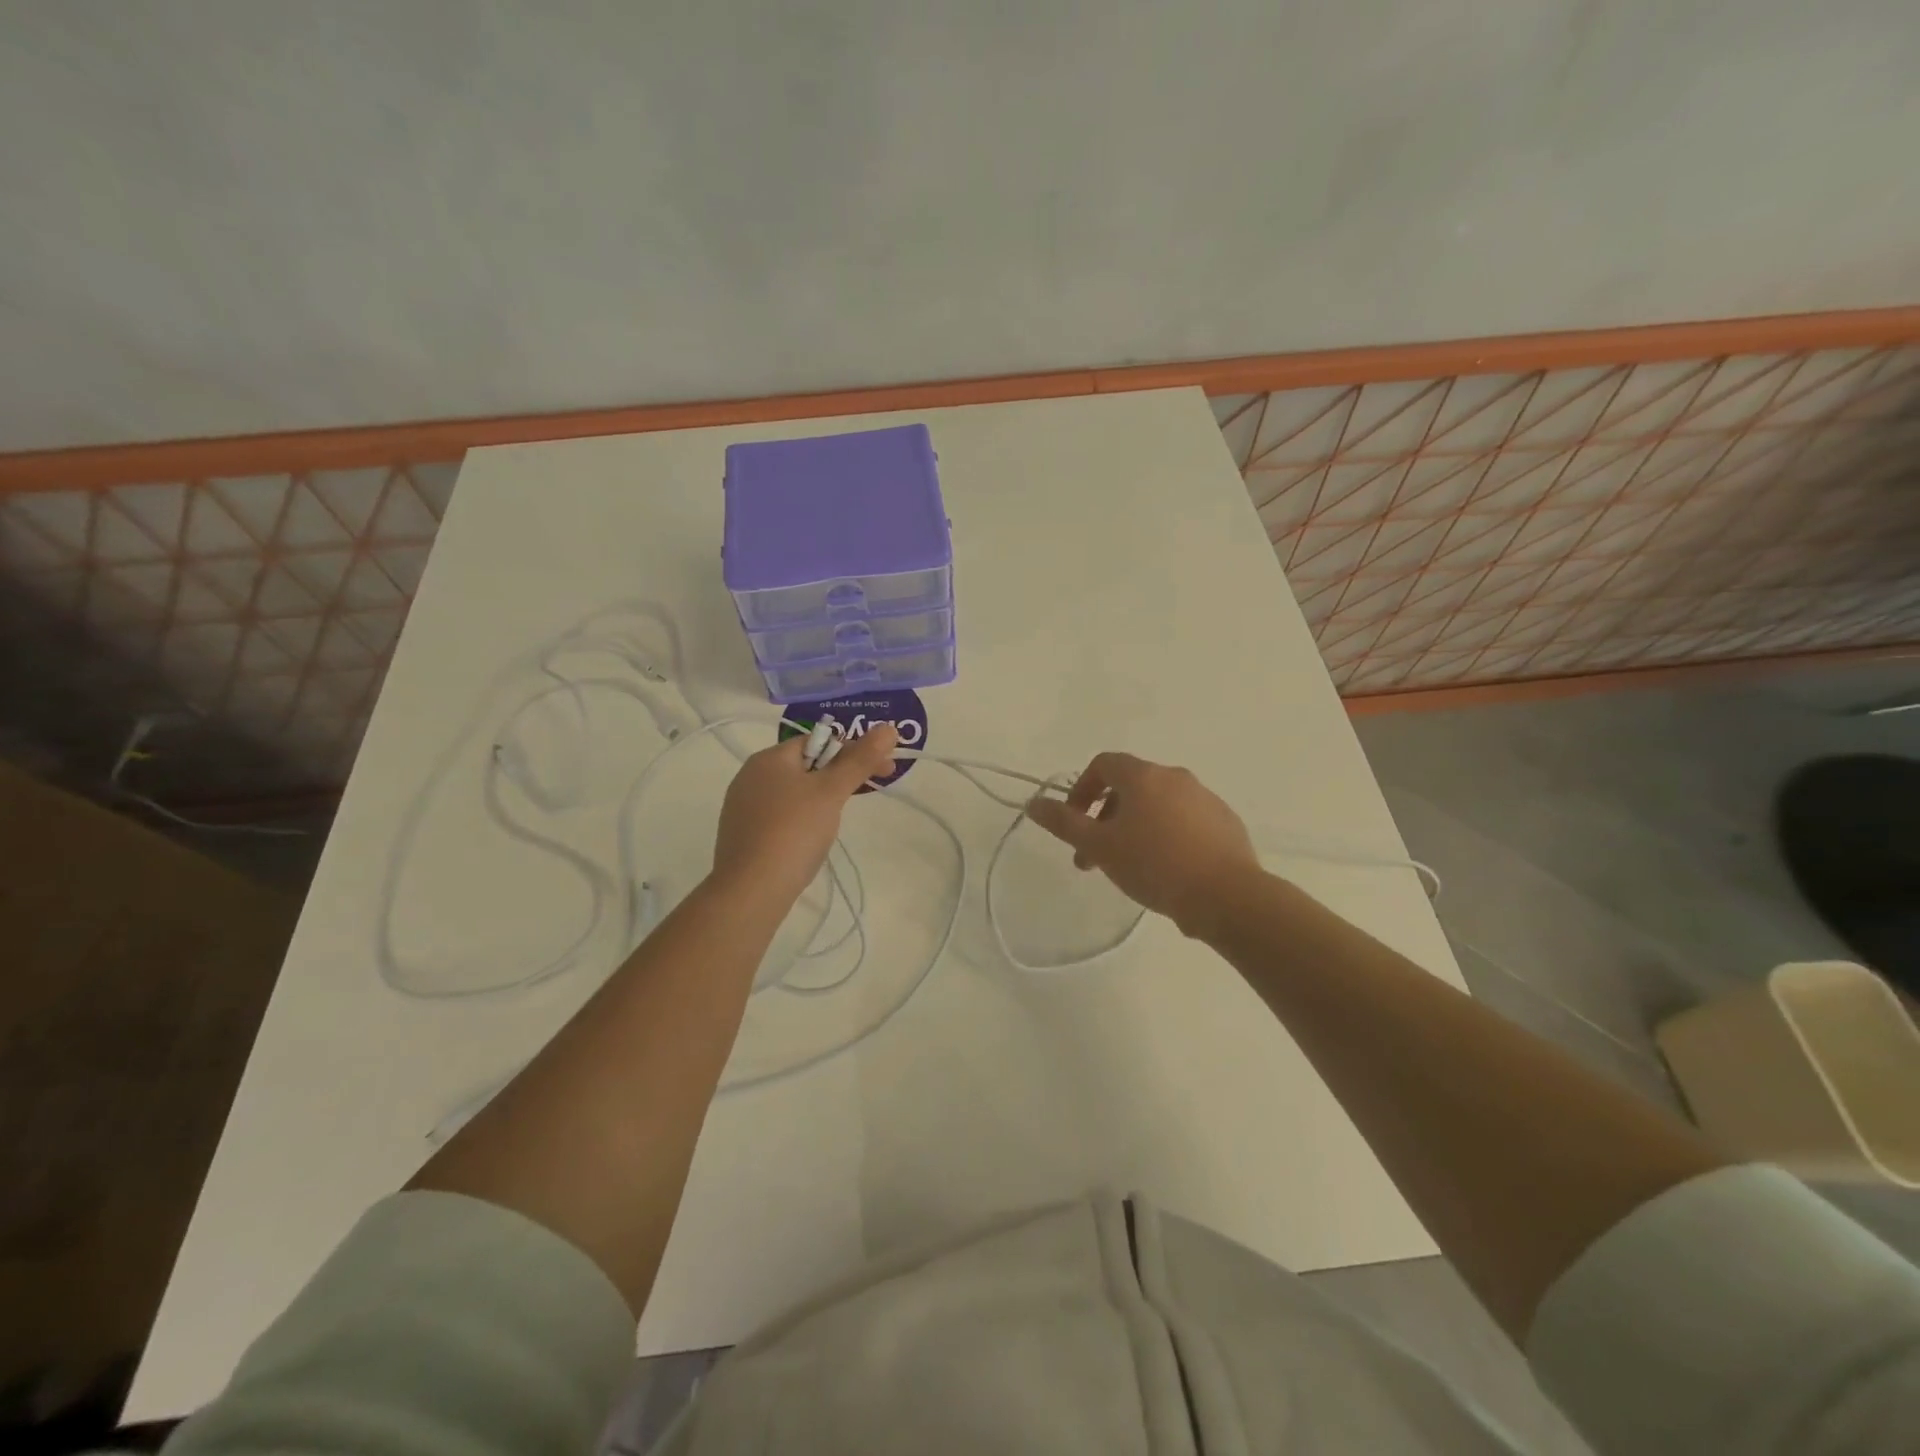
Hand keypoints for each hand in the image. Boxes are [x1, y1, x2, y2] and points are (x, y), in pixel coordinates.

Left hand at [712, 723, 899, 904]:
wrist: (751, 890)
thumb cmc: (794, 831)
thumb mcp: (832, 791)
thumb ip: (860, 759)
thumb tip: (888, 728)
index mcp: (768, 758)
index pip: (818, 741)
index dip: (853, 750)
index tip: (882, 770)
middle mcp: (750, 776)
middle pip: (806, 766)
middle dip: (840, 775)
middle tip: (869, 791)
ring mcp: (743, 808)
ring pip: (794, 792)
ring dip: (822, 798)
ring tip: (838, 821)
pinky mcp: (743, 835)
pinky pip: (781, 816)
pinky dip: (802, 820)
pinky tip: (810, 841)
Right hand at [1025, 752, 1260, 935]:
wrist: (1227, 896)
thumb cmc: (1155, 865)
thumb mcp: (1100, 846)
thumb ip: (1064, 822)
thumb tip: (1033, 803)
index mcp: (1143, 776)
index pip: (1103, 764)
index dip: (1082, 789)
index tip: (1076, 823)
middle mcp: (1175, 777)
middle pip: (1130, 786)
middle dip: (1105, 818)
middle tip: (1095, 858)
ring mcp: (1205, 798)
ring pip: (1158, 805)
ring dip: (1135, 828)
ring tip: (1129, 868)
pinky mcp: (1225, 822)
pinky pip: (1185, 821)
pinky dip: (1166, 836)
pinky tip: (1166, 871)